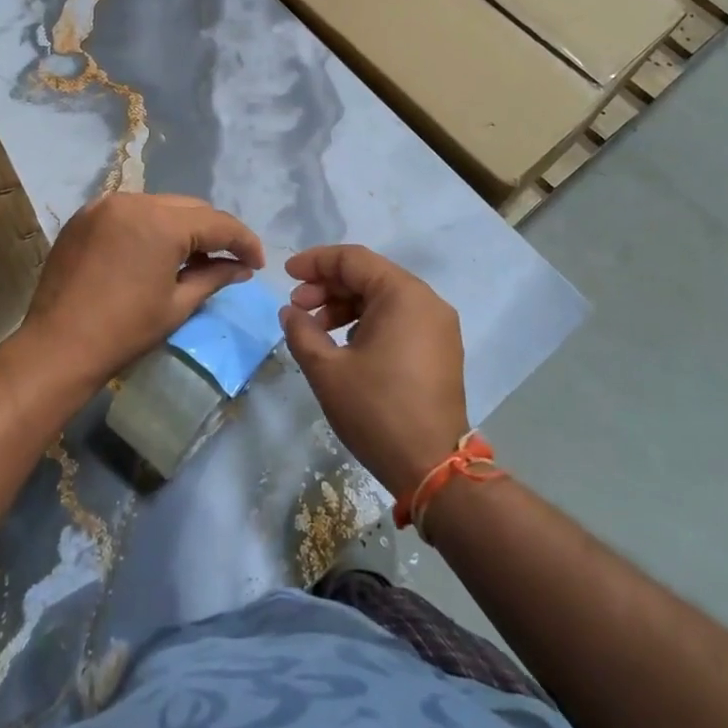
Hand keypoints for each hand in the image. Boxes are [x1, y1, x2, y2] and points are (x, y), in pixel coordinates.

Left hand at [19, 192, 264, 394]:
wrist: (57, 346)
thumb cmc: (124, 331)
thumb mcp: (178, 305)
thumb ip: (214, 277)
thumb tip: (241, 268)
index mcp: (162, 223)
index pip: (217, 222)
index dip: (243, 241)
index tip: (257, 263)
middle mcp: (134, 201)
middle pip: (189, 208)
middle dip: (213, 231)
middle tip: (229, 260)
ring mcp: (104, 205)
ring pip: (159, 206)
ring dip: (180, 227)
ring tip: (192, 257)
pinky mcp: (84, 216)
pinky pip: (129, 212)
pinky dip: (148, 226)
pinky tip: (153, 252)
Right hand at [279, 244, 469, 497]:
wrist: (433, 468)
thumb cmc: (376, 411)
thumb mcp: (327, 370)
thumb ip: (302, 331)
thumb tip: (291, 312)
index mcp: (403, 295)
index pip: (353, 260)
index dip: (315, 262)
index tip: (286, 275)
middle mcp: (427, 301)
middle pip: (370, 275)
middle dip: (328, 286)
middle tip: (297, 307)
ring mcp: (438, 326)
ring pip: (384, 298)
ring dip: (346, 306)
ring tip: (316, 329)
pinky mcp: (441, 349)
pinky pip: (399, 319)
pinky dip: (368, 321)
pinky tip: (345, 344)